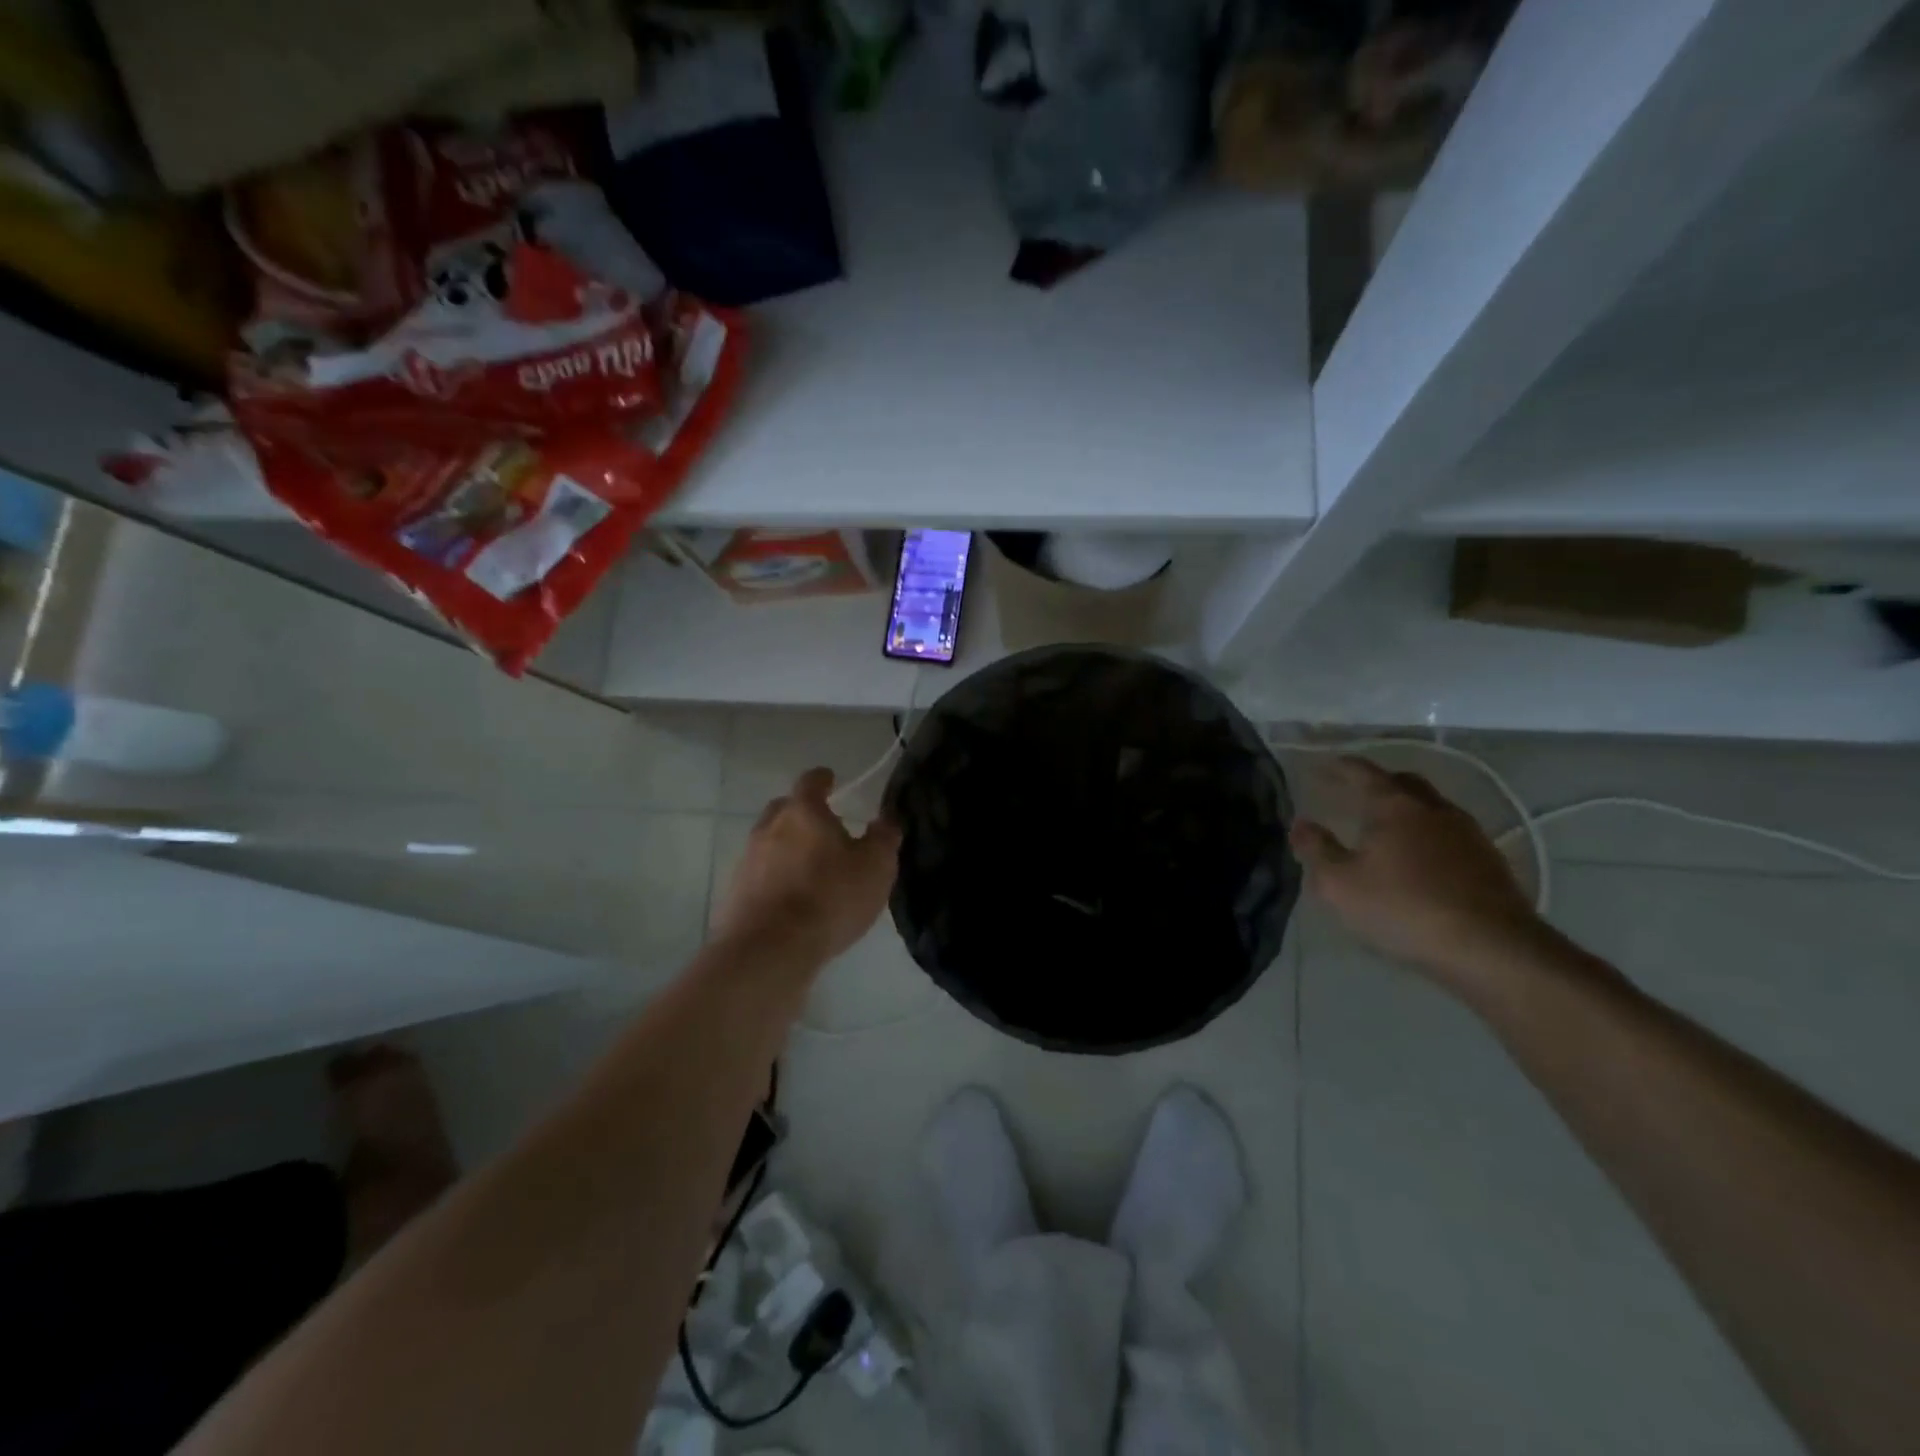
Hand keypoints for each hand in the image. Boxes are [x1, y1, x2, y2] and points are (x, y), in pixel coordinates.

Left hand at [712, 768, 901, 967]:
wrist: (770, 949)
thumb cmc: (830, 898)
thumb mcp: (875, 867)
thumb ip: (883, 837)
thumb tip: (887, 818)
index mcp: (803, 812)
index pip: (811, 781)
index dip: (823, 779)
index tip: (831, 780)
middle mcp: (769, 827)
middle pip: (784, 809)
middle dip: (802, 812)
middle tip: (822, 827)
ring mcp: (747, 860)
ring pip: (768, 841)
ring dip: (786, 847)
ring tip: (808, 867)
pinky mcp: (735, 892)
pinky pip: (759, 874)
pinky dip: (774, 877)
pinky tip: (790, 898)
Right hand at [1290, 757, 1543, 990]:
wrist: (1492, 949)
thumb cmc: (1403, 909)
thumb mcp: (1339, 884)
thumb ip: (1316, 850)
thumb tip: (1300, 823)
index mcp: (1395, 806)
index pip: (1363, 772)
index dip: (1340, 767)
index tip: (1322, 766)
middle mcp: (1433, 809)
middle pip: (1404, 782)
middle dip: (1379, 782)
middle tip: (1355, 793)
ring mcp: (1468, 834)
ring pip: (1432, 807)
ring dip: (1407, 810)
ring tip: (1387, 828)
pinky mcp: (1490, 861)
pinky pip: (1451, 834)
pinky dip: (1429, 836)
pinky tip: (1421, 859)